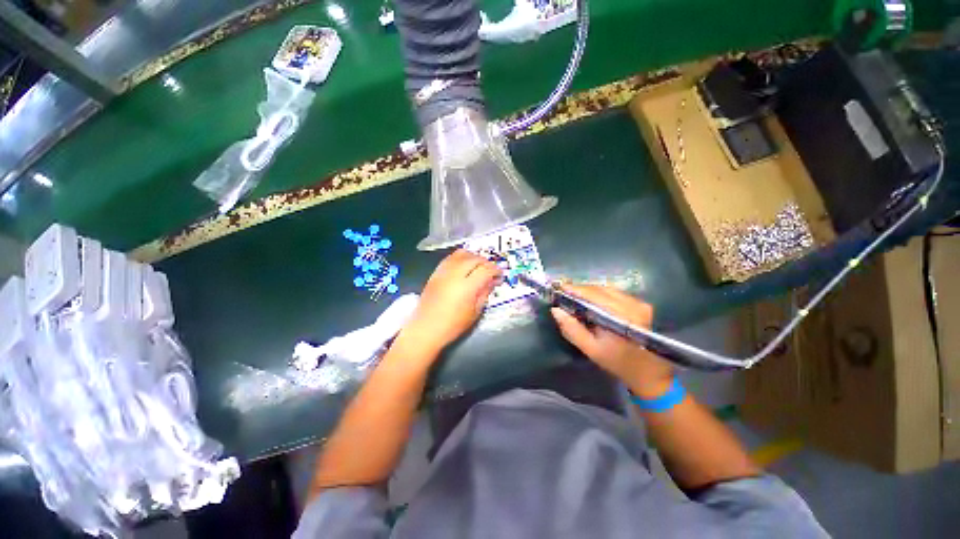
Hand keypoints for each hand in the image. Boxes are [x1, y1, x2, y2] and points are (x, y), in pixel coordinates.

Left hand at [402, 249, 501, 354]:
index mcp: (467, 287)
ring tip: (478, 265)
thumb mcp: (475, 312)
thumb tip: (492, 281)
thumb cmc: (453, 325)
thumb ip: (484, 293)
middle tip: (490, 270)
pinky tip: (464, 266)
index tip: (500, 275)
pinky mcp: (435, 273)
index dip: (495, 270)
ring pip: (461, 254)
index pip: (486, 270)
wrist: (425, 329)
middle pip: (474, 258)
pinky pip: (450, 258)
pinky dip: (460, 258)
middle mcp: (455, 275)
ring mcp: (444, 272)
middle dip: (486, 262)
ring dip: (473, 257)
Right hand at [551, 284, 673, 398]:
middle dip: (580, 290)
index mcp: (621, 317)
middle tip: (564, 294)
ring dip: (590, 291)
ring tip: (575, 297)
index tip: (558, 288)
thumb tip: (556, 310)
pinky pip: (615, 293)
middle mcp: (632, 305)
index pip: (593, 295)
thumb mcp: (591, 349)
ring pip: (607, 289)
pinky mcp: (641, 304)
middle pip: (600, 289)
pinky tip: (592, 301)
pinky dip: (600, 294)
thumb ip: (572, 329)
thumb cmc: (618, 363)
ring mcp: (638, 303)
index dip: (574, 289)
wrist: (649, 372)